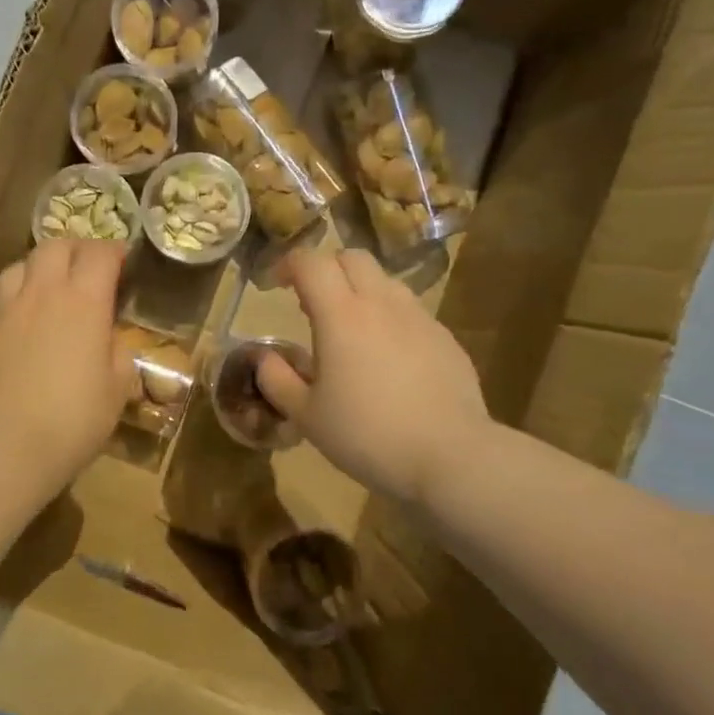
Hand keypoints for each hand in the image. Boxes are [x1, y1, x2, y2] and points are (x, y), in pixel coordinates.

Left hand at [0, 239, 133, 496]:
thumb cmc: (72, 418)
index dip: (113, 251)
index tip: (121, 262)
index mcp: (83, 300)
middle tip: (84, 270)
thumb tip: (112, 344)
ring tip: (45, 293)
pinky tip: (14, 331)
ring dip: (36, 271)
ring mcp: (2, 309)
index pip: (99, 253)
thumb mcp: (116, 391)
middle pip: (54, 246)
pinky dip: (9, 307)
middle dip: (73, 250)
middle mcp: (41, 292)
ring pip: (17, 267)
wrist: (0, 445)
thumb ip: (119, 357)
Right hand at [256, 249, 493, 504]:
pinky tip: (387, 356)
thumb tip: (262, 357)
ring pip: (385, 281)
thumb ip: (277, 380)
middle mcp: (381, 303)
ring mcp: (418, 317)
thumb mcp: (307, 416)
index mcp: (341, 315)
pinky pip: (410, 310)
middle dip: (326, 269)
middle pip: (352, 257)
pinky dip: (389, 317)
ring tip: (350, 328)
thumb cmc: (367, 435)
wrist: (450, 457)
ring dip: (360, 290)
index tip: (274, 285)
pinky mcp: (445, 337)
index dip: (288, 264)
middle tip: (311, 302)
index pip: (310, 262)